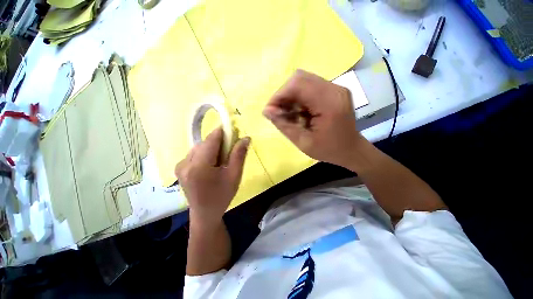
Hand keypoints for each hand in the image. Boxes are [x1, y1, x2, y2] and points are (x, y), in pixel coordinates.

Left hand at [175, 128, 249, 228]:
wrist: (205, 214)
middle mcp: (185, 163)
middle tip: (231, 150)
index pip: (211, 139)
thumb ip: (239, 154)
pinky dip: (205, 154)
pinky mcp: (179, 168)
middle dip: (219, 143)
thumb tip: (246, 137)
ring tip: (221, 160)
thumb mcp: (235, 175)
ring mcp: (179, 165)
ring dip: (212, 148)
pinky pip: (195, 153)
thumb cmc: (222, 195)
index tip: (233, 131)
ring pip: (200, 147)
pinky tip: (211, 164)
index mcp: (199, 166)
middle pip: (205, 143)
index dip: (223, 132)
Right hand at [263, 69, 362, 167]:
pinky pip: (310, 86)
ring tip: (289, 114)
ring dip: (291, 96)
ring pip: (304, 81)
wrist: (351, 150)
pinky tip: (299, 112)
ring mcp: (336, 88)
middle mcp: (334, 89)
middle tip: (279, 113)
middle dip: (284, 95)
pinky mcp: (334, 90)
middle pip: (300, 78)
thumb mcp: (303, 142)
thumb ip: (284, 125)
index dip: (279, 95)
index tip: (270, 111)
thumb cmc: (328, 150)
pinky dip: (299, 97)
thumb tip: (266, 111)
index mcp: (329, 103)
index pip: (297, 84)